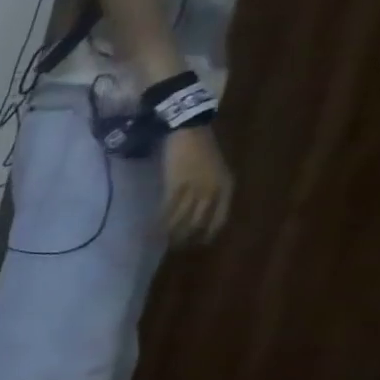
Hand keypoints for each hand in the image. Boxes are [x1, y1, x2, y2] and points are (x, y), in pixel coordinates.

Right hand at [161, 126, 232, 245]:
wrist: (190, 132)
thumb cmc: (201, 150)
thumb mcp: (213, 171)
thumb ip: (209, 188)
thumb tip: (197, 209)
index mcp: (226, 186)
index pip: (219, 216)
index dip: (209, 232)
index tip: (199, 244)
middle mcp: (213, 189)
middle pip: (200, 219)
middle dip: (189, 235)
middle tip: (177, 247)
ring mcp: (195, 187)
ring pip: (184, 216)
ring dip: (173, 231)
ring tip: (163, 242)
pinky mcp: (177, 184)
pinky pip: (169, 207)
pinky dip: (161, 220)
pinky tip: (154, 228)